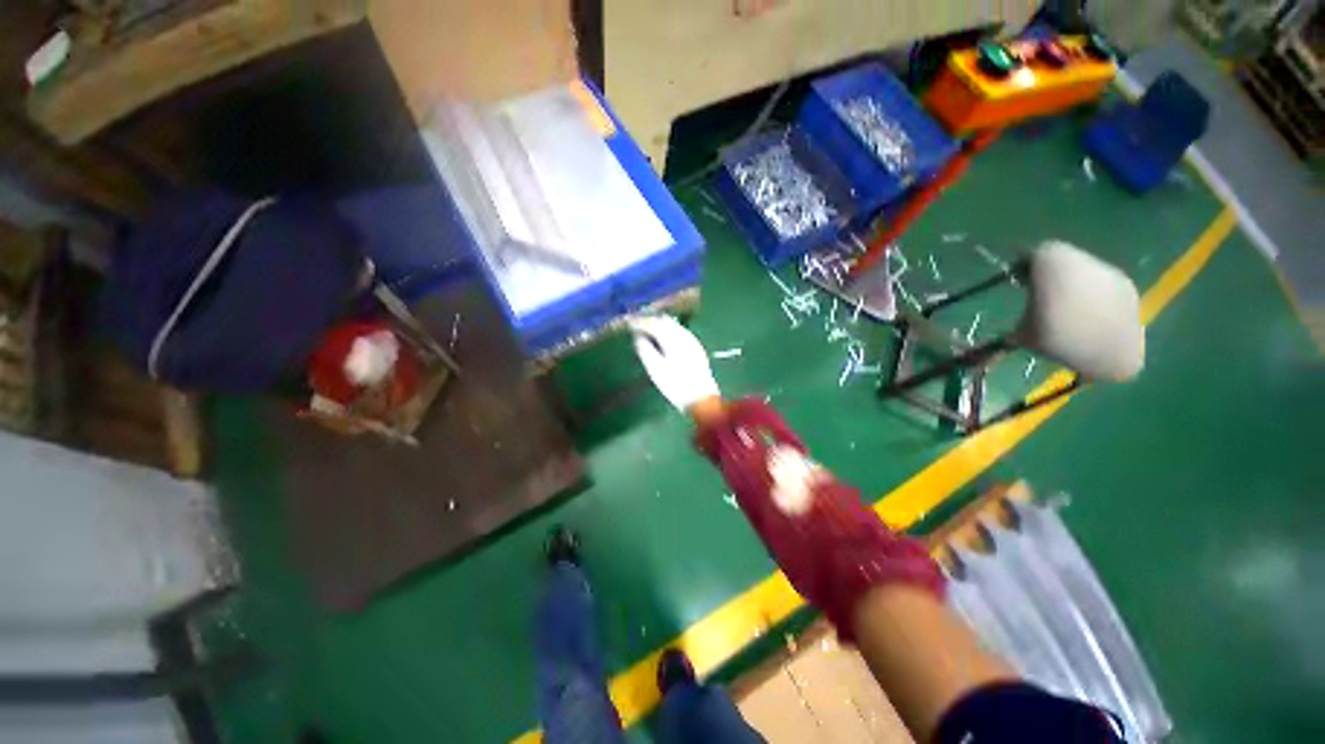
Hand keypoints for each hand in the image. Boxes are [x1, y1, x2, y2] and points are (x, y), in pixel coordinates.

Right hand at [629, 316, 720, 413]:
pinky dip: (669, 331)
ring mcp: (692, 341)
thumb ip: (645, 350)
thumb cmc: (676, 386)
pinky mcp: (696, 348)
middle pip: (664, 321)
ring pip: (674, 325)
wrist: (701, 398)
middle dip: (650, 321)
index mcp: (672, 339)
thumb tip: (638, 337)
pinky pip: (680, 332)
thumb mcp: (655, 370)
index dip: (640, 323)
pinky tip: (664, 339)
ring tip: (648, 331)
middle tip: (637, 326)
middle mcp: (684, 336)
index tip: (629, 324)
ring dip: (661, 325)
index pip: (653, 324)